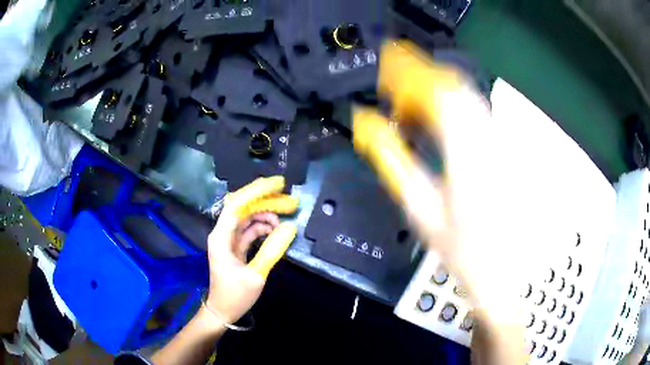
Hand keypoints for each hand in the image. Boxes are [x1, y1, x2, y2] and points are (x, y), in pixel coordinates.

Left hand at [205, 176, 298, 324]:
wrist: (223, 311)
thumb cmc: (235, 295)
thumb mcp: (256, 275)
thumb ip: (272, 250)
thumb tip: (290, 228)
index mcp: (221, 236)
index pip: (237, 204)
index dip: (257, 191)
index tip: (278, 184)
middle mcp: (223, 233)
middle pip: (244, 207)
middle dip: (266, 201)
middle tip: (290, 199)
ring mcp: (229, 239)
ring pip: (248, 218)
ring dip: (266, 215)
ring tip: (286, 216)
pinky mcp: (236, 247)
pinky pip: (250, 230)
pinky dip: (263, 228)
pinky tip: (277, 229)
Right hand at [354, 41, 526, 363]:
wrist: (504, 271)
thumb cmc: (462, 250)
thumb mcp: (422, 211)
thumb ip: (394, 162)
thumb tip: (367, 125)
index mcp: (467, 154)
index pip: (438, 93)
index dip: (409, 76)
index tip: (386, 77)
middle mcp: (489, 139)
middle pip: (456, 86)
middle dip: (422, 77)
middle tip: (397, 87)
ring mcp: (502, 142)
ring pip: (469, 95)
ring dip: (438, 89)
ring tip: (414, 102)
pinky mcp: (506, 149)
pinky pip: (479, 112)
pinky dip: (454, 104)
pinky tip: (440, 119)